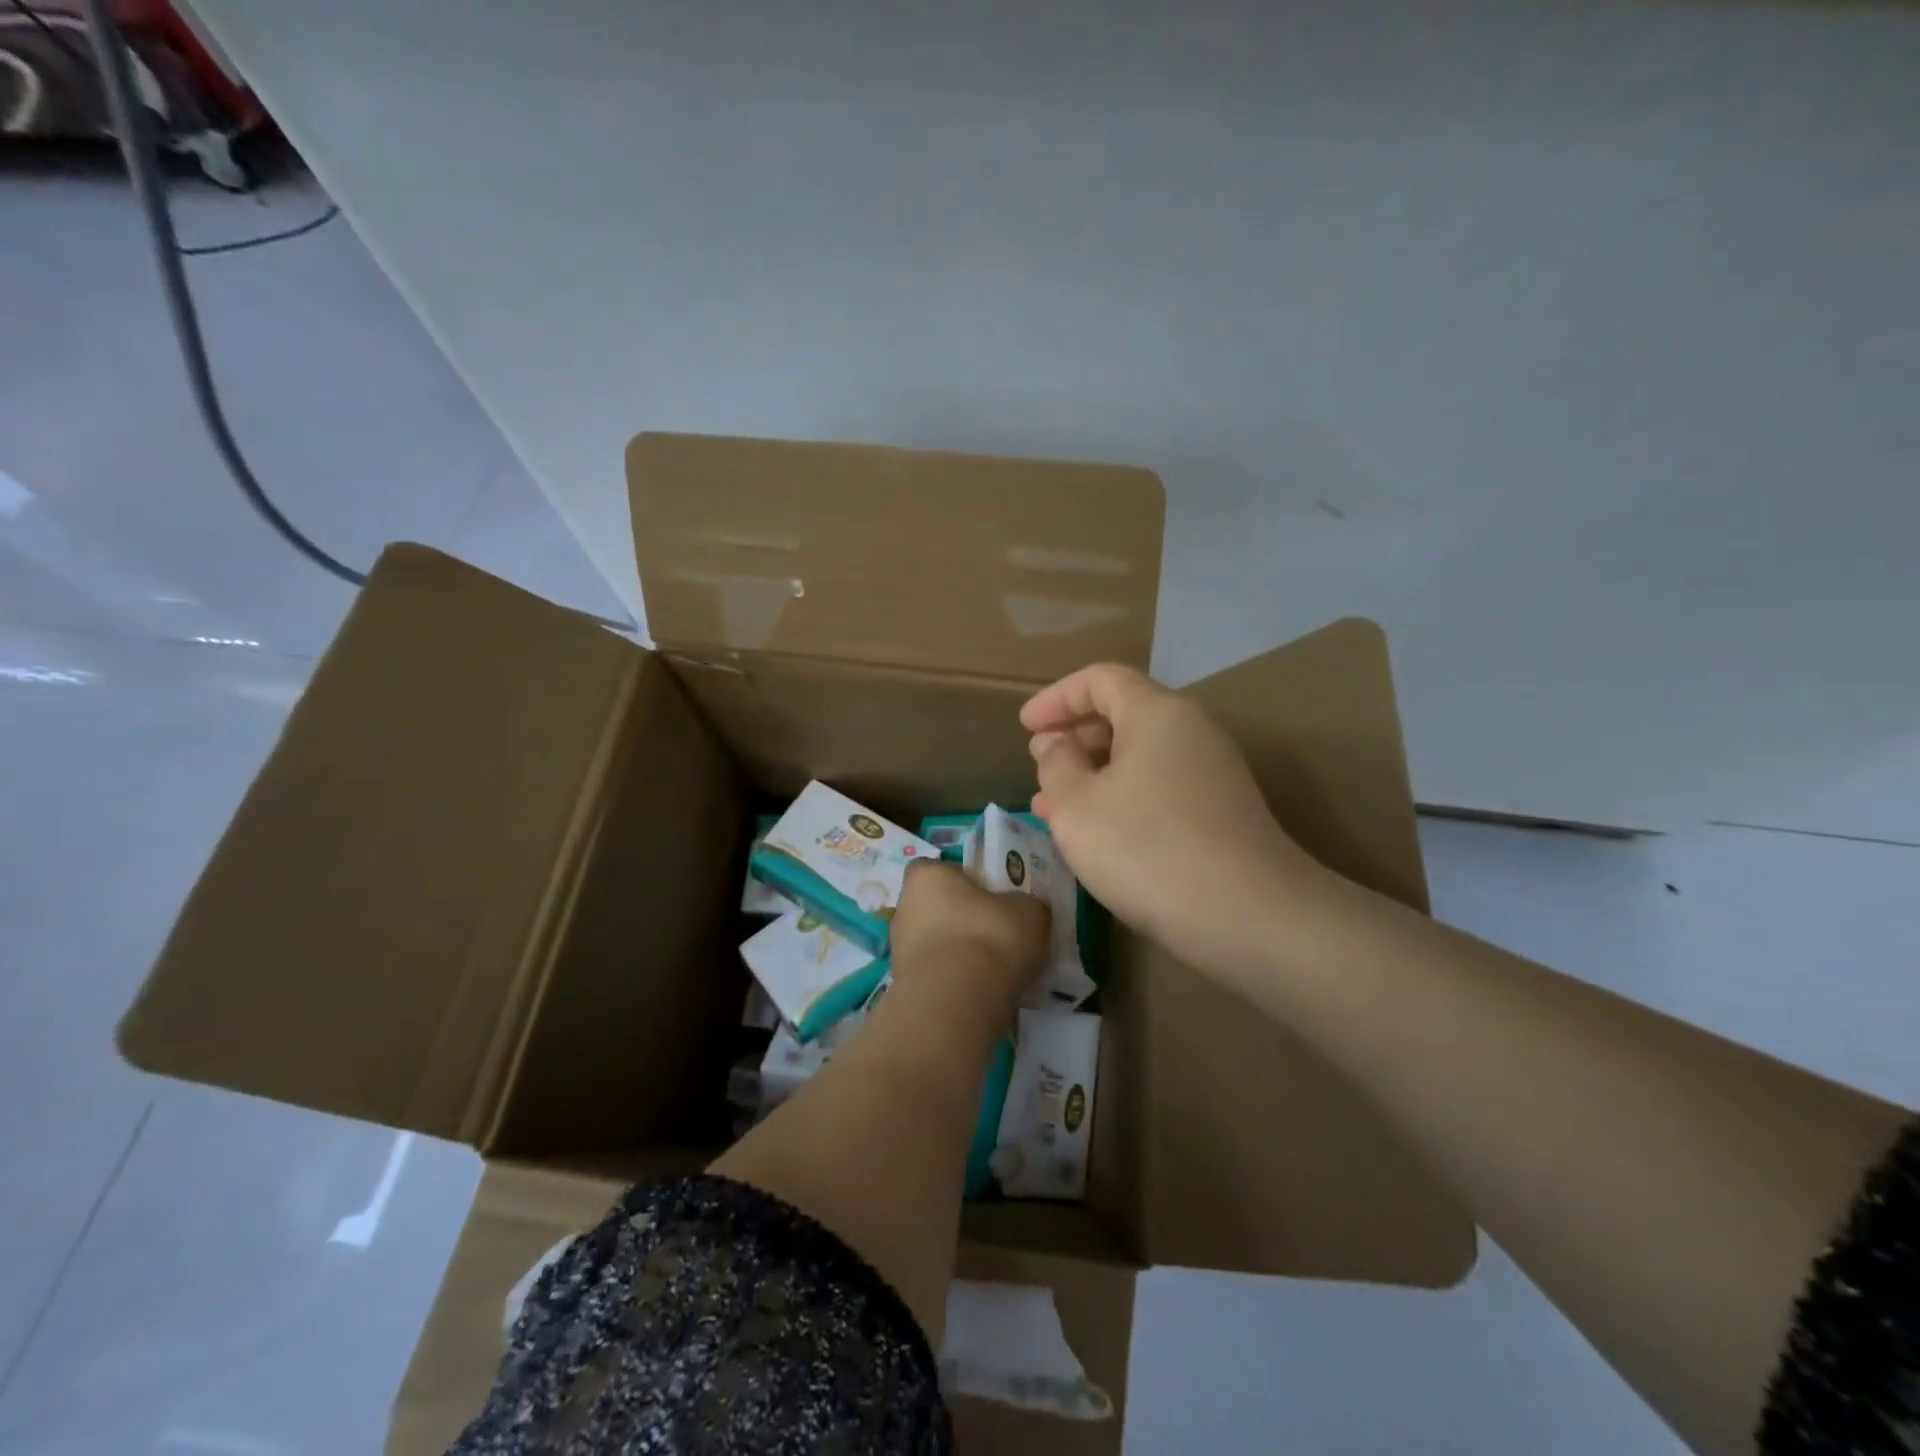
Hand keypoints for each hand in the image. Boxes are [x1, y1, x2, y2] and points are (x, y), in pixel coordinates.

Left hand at [888, 860, 1050, 1018]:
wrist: (957, 1001)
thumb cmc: (989, 936)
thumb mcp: (1028, 911)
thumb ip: (1026, 905)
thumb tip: (1026, 911)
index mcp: (926, 876)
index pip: (941, 868)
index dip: (966, 880)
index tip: (992, 895)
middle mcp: (904, 907)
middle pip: (938, 907)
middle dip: (964, 919)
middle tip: (999, 934)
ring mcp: (900, 950)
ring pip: (937, 944)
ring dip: (961, 953)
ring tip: (998, 970)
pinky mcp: (905, 987)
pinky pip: (938, 976)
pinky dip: (957, 982)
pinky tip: (985, 994)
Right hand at [1021, 663, 1327, 970]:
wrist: (1248, 916)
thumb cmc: (1147, 849)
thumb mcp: (1076, 806)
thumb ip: (1056, 765)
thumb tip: (1058, 745)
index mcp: (1157, 713)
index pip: (1100, 679)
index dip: (1057, 698)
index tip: (1025, 726)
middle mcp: (1191, 730)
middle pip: (1124, 714)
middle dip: (1073, 737)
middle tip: (1039, 766)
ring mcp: (1213, 772)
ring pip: (1140, 756)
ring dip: (1093, 773)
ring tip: (1054, 807)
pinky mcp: (1222, 811)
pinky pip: (1159, 786)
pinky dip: (1121, 796)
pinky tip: (1098, 834)